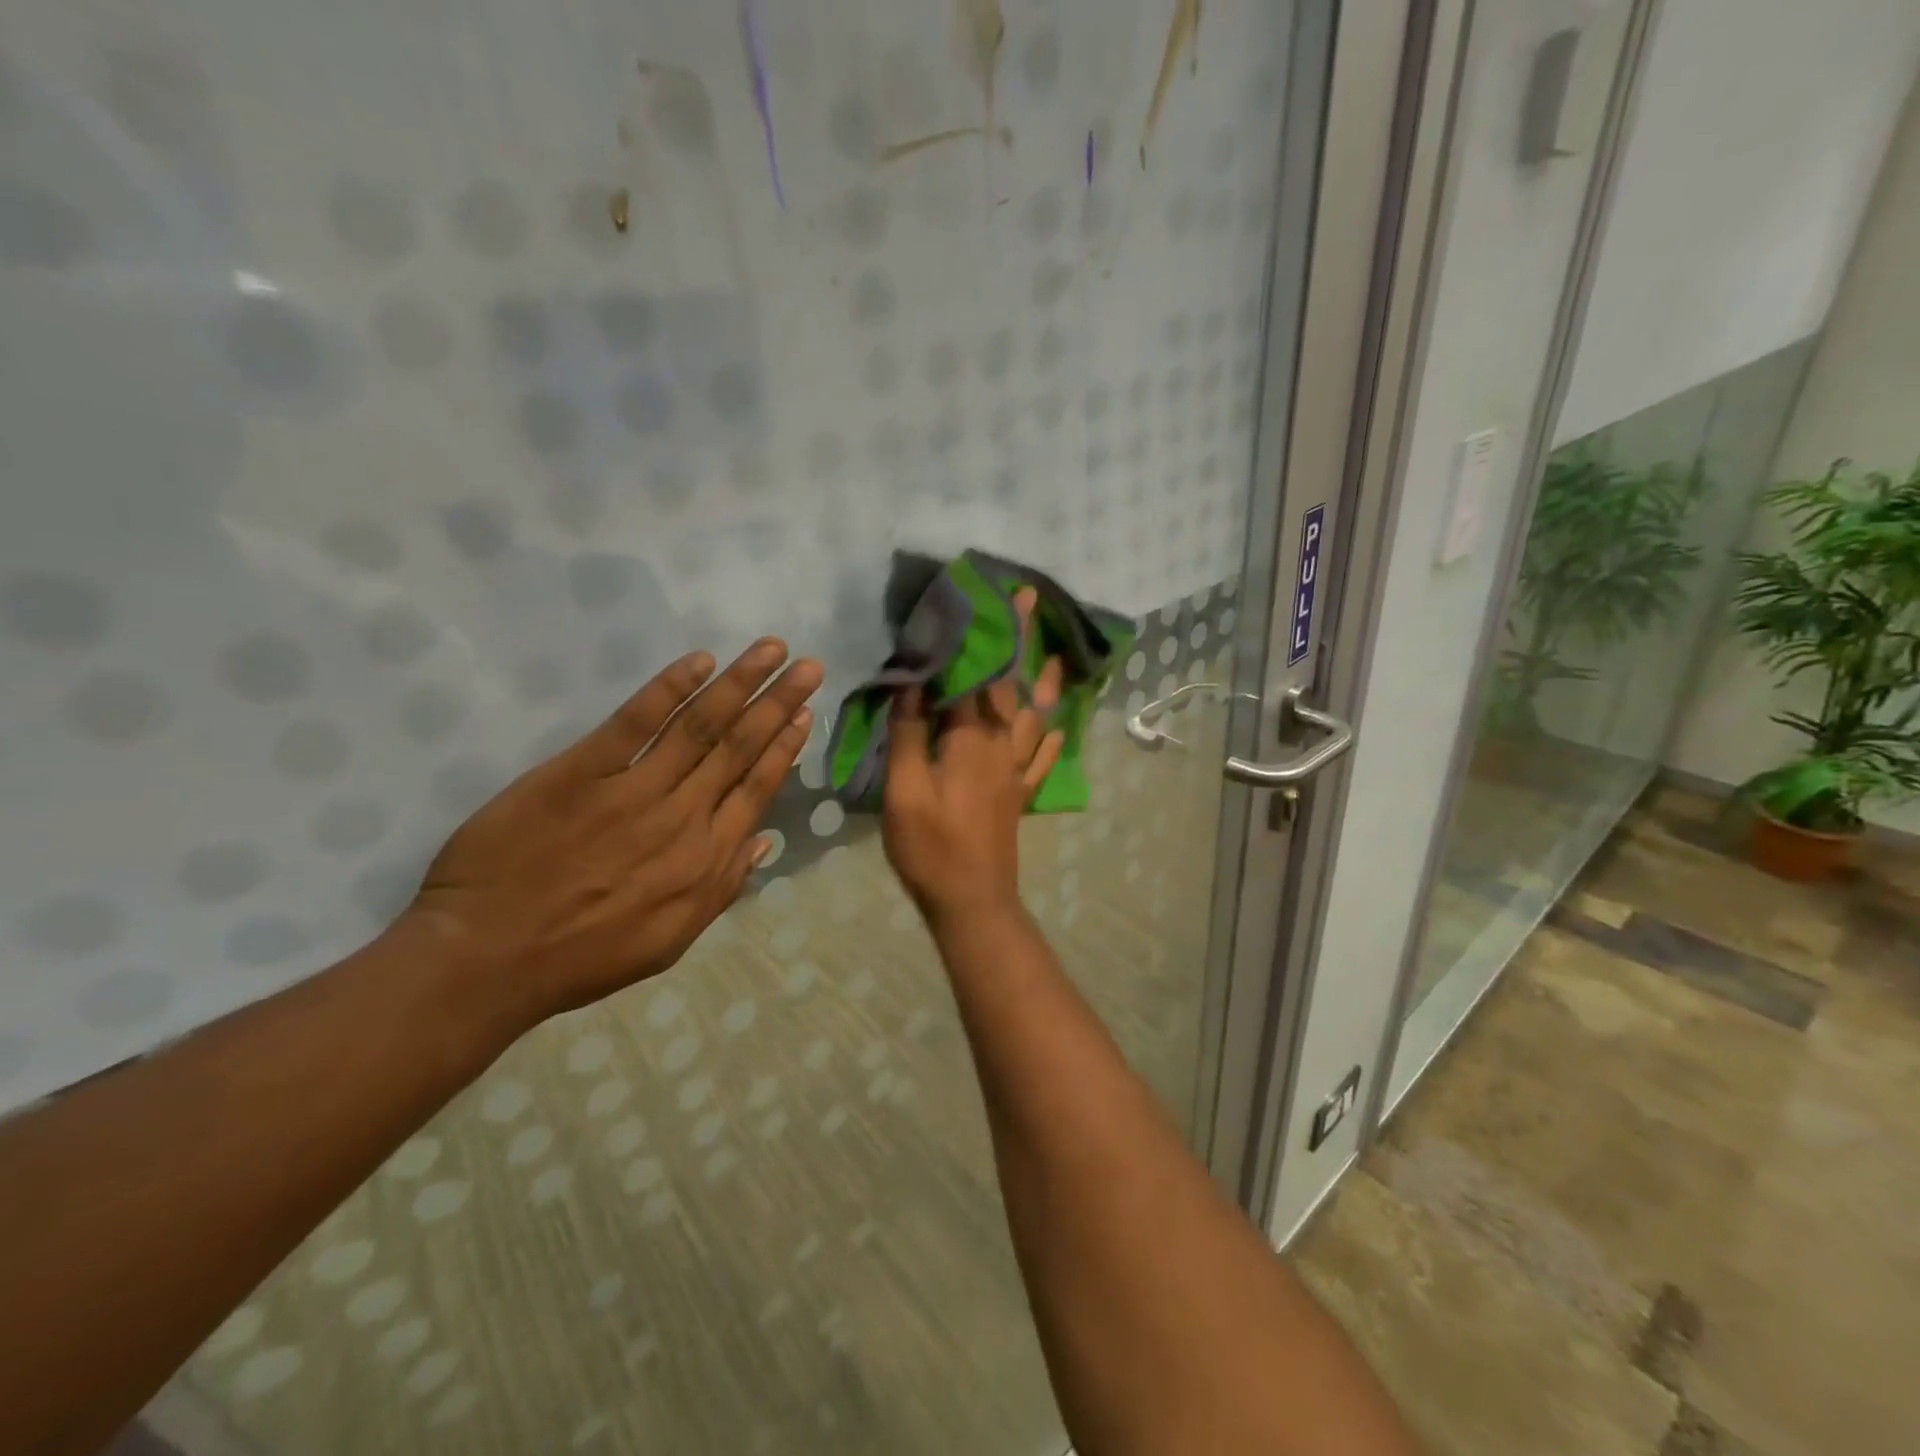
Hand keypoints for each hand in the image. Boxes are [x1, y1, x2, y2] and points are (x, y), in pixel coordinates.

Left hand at [404, 639, 821, 1028]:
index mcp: (706, 859)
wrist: (489, 958)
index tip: (806, 714)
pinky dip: (669, 688)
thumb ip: (723, 887)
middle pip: (740, 747)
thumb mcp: (670, 940)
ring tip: (771, 650)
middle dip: (779, 703)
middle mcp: (683, 816)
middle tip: (810, 667)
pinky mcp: (581, 771)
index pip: (758, 789)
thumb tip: (764, 840)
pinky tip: (698, 662)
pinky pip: (634, 722)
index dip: (785, 748)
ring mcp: (634, 790)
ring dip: (740, 683)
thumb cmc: (584, 956)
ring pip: (700, 726)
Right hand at [883, 589, 1064, 928]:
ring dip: (1044, 683)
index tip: (991, 595)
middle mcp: (1001, 747)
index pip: (976, 675)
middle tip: (1031, 601)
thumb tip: (911, 686)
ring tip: (1058, 656)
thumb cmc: (931, 846)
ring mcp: (1015, 772)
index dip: (980, 634)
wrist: (972, 900)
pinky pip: (1041, 760)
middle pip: (1011, 685)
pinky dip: (1051, 739)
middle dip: (1019, 641)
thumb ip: (908, 736)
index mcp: (971, 741)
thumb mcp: (904, 791)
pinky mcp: (1018, 795)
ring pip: (1035, 716)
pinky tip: (1060, 726)